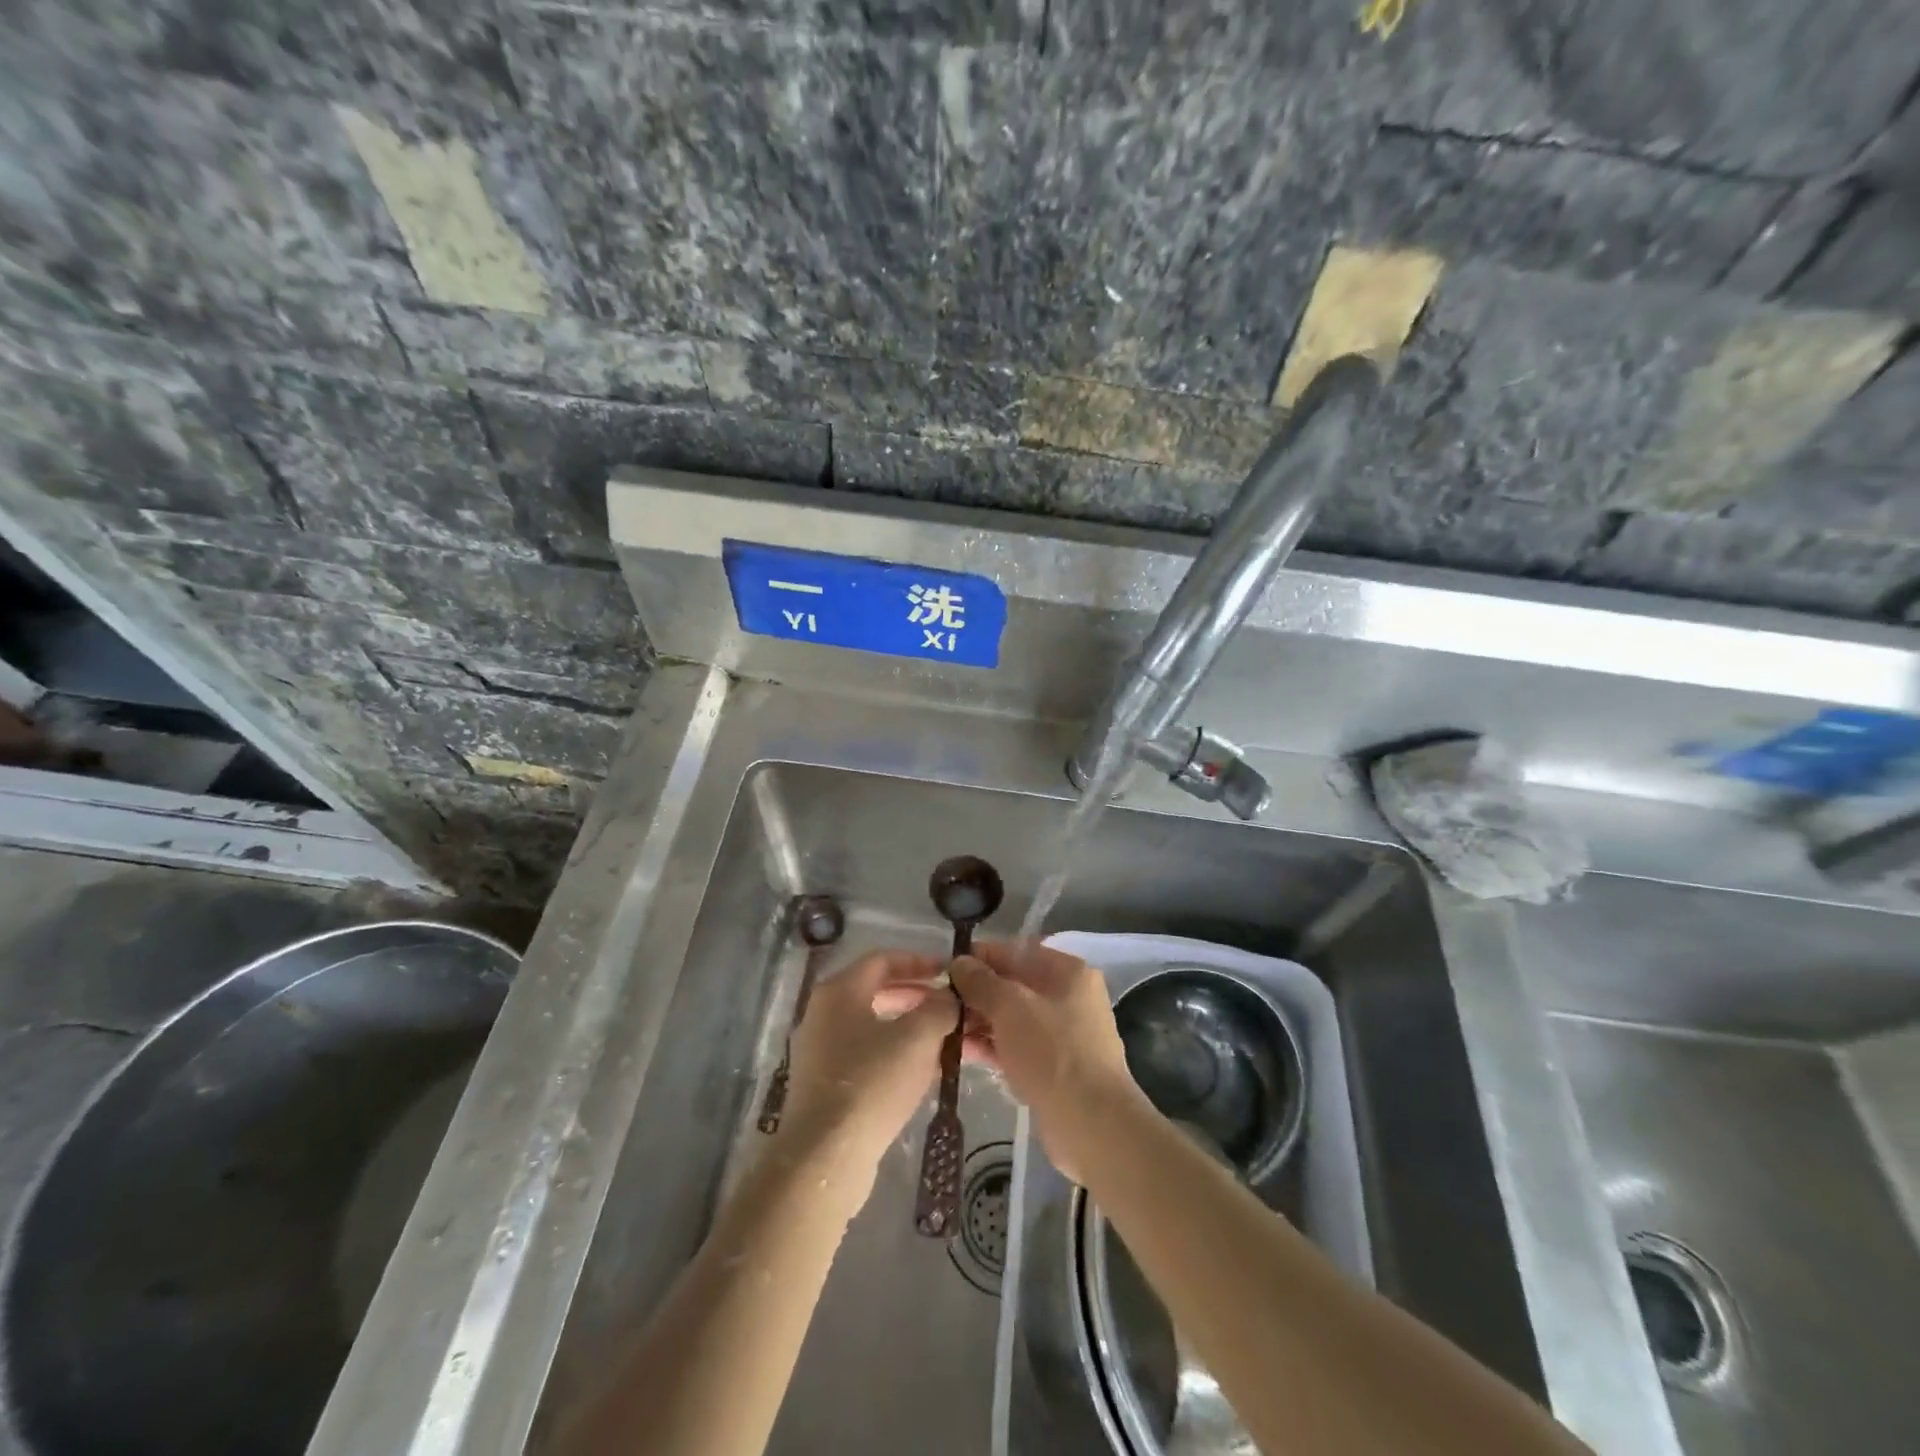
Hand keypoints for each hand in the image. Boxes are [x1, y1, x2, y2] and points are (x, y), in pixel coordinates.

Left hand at [773, 948, 956, 1209]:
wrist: (825, 1158)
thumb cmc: (872, 1083)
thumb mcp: (918, 1038)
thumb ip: (940, 1008)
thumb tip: (949, 998)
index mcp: (840, 991)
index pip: (883, 959)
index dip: (919, 961)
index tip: (949, 972)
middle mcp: (824, 1014)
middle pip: (878, 991)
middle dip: (918, 996)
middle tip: (951, 1007)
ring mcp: (821, 1051)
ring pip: (875, 1026)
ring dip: (911, 1028)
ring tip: (945, 1040)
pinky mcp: (825, 1086)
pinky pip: (867, 1056)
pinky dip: (896, 1054)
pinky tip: (923, 1073)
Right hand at [949, 941, 1145, 1184]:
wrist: (1091, 1124)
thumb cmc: (1052, 1052)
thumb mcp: (1011, 1007)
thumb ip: (981, 982)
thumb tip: (959, 962)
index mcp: (1068, 972)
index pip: (1017, 951)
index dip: (980, 957)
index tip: (946, 967)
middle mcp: (1068, 997)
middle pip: (1014, 985)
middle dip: (976, 992)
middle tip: (938, 1002)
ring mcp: (1062, 1034)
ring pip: (1012, 1018)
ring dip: (980, 1021)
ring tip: (942, 1028)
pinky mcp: (1053, 1067)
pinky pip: (1016, 1046)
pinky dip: (991, 1046)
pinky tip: (959, 1052)